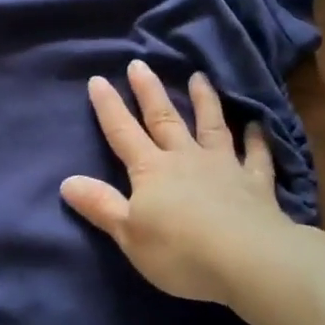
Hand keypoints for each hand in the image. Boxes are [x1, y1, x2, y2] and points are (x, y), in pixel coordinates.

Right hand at [61, 61, 300, 306]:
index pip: (123, 132)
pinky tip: (257, 125)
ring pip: (211, 127)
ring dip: (204, 101)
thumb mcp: (128, 233)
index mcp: (151, 170)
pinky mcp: (255, 184)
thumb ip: (100, 205)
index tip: (98, 79)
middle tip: (140, 64)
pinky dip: (257, 140)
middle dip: (149, 92)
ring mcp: (224, 167)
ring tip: (200, 77)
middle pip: (164, 119)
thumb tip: (67, 181)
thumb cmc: (180, 250)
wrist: (249, 260)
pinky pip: (256, 156)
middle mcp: (186, 159)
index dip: (108, 107)